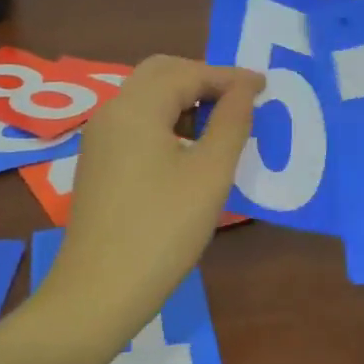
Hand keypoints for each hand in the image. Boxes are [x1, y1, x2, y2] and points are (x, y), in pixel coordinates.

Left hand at [42, 56, 263, 333]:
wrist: (99, 291)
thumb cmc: (163, 230)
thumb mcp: (209, 174)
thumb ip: (231, 123)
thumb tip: (245, 89)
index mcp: (136, 108)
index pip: (187, 72)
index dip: (229, 77)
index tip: (265, 87)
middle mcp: (112, 113)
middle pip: (160, 74)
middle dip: (203, 79)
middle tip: (241, 99)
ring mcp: (100, 139)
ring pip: (146, 98)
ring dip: (185, 99)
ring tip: (222, 122)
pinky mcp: (98, 163)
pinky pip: (136, 123)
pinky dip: (167, 120)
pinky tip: (190, 148)